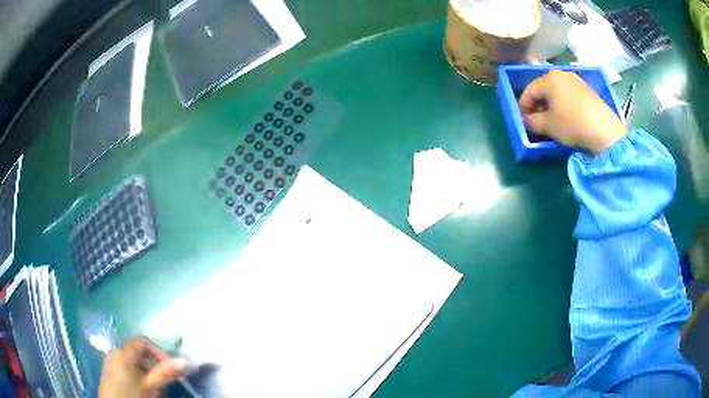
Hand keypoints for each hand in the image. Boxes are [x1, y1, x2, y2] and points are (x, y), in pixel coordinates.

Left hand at [98, 336, 185, 397]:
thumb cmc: (132, 396)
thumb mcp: (150, 387)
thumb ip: (165, 373)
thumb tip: (184, 361)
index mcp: (123, 353)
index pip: (142, 341)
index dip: (158, 352)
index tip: (170, 368)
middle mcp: (115, 352)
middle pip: (138, 352)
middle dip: (153, 365)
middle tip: (164, 382)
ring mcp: (110, 362)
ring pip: (133, 361)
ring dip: (146, 372)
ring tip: (154, 388)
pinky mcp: (109, 372)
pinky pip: (126, 367)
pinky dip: (137, 375)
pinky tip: (142, 389)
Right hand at [519, 70, 626, 153]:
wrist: (604, 130)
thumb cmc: (572, 124)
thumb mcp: (548, 126)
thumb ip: (532, 121)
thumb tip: (526, 120)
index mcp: (549, 79)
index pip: (529, 90)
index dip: (523, 105)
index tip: (522, 119)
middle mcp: (561, 74)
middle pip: (543, 88)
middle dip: (538, 104)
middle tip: (536, 120)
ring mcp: (576, 80)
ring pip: (557, 91)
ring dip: (551, 104)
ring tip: (552, 119)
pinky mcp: (587, 89)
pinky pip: (569, 94)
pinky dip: (563, 103)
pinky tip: (566, 116)